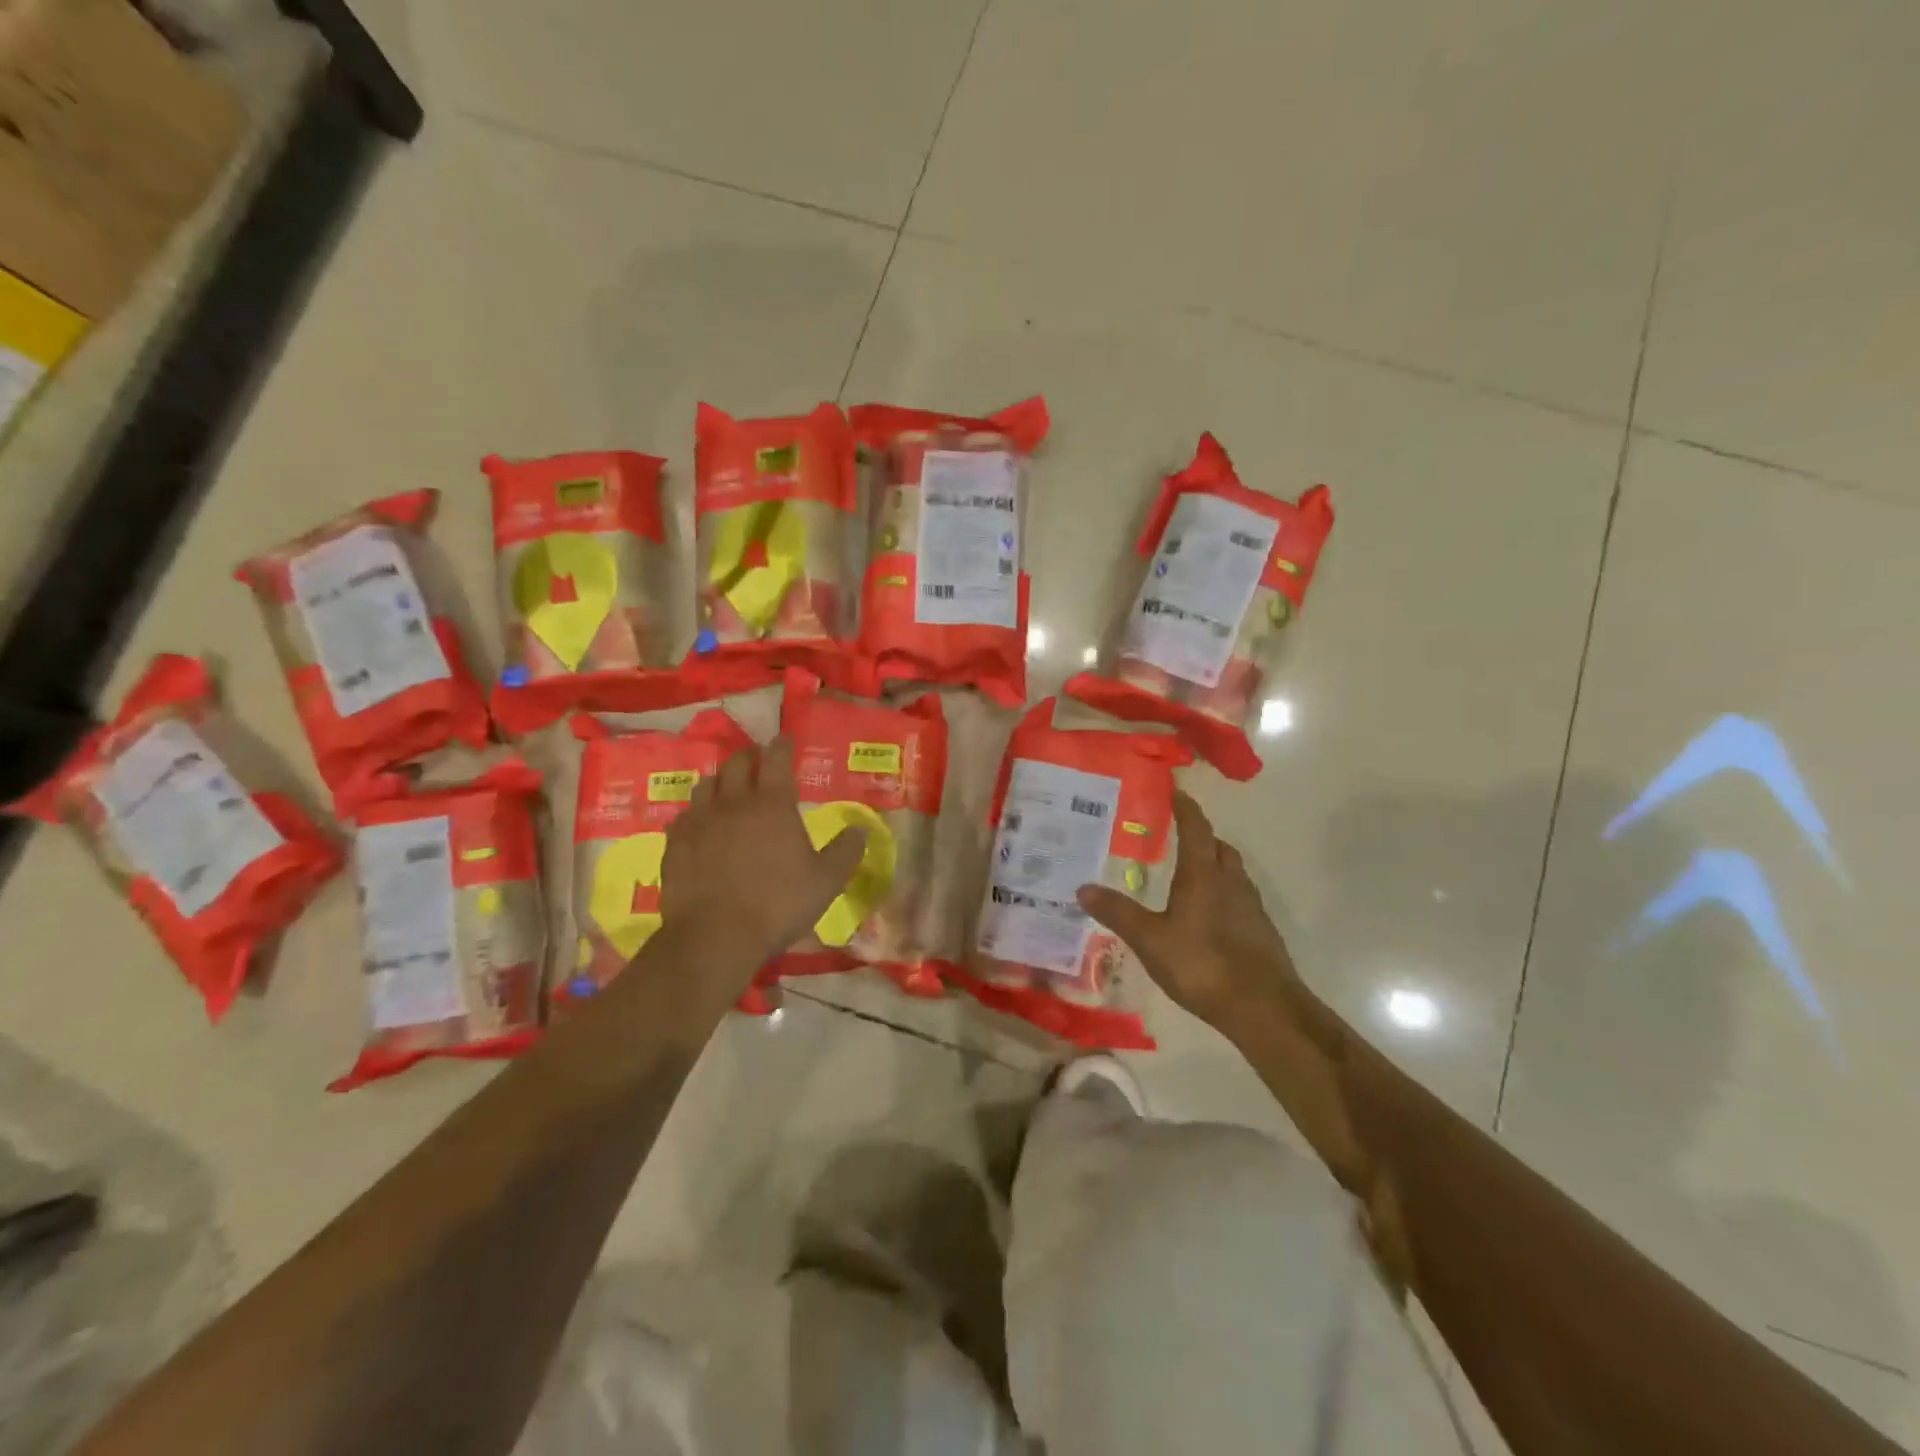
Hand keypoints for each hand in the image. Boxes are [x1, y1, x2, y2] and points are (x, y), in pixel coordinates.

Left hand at [661, 738, 866, 963]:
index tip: (785, 738)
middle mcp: (734, 802)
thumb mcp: (826, 881)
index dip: (782, 745)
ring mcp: (699, 820)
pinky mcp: (675, 843)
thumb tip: (861, 829)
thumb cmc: (778, 904)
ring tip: (728, 788)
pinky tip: (701, 824)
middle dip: (750, 756)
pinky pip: (685, 814)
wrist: (715, 936)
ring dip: (721, 780)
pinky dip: (697, 811)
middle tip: (758, 759)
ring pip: (707, 784)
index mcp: (773, 805)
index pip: (777, 759)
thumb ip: (845, 851)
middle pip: (737, 763)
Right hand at [1078, 792, 1302, 1029]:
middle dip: (1201, 836)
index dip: (1186, 808)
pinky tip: (1208, 917)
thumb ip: (1118, 913)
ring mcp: (1251, 907)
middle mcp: (1230, 882)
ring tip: (1190, 875)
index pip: (1196, 828)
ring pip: (1233, 872)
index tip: (1176, 792)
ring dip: (1215, 864)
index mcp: (1203, 875)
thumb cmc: (1202, 964)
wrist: (1264, 1008)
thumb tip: (1083, 888)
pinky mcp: (1261, 931)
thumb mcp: (1150, 940)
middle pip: (1219, 847)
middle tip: (1178, 837)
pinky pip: (1240, 898)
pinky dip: (1224, 893)